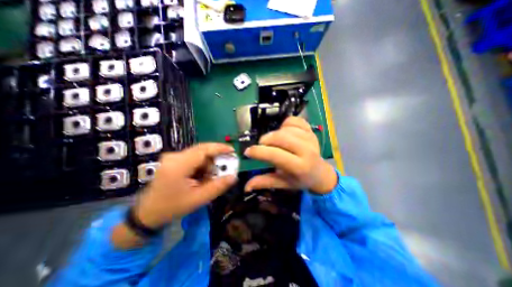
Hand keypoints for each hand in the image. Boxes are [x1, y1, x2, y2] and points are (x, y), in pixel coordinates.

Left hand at [131, 143, 234, 227]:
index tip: (232, 150)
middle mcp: (174, 156)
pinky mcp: (173, 159)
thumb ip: (218, 186)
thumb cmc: (173, 207)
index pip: (203, 150)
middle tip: (224, 169)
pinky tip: (201, 176)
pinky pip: (193, 158)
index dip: (220, 148)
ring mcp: (172, 157)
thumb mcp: (198, 199)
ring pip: (199, 154)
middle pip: (202, 150)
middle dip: (215, 159)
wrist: (148, 213)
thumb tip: (234, 176)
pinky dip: (201, 165)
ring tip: (209, 178)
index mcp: (178, 165)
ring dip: (208, 164)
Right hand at [244, 116, 338, 194]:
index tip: (248, 152)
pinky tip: (284, 132)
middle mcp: (307, 150)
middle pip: (281, 137)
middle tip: (262, 145)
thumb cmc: (300, 179)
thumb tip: (246, 186)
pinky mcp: (310, 130)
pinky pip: (294, 120)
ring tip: (274, 142)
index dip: (259, 152)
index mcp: (299, 167)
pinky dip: (285, 124)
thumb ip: (265, 182)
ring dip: (275, 133)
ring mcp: (310, 138)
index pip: (276, 155)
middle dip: (266, 140)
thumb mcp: (283, 183)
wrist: (320, 173)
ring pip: (286, 128)